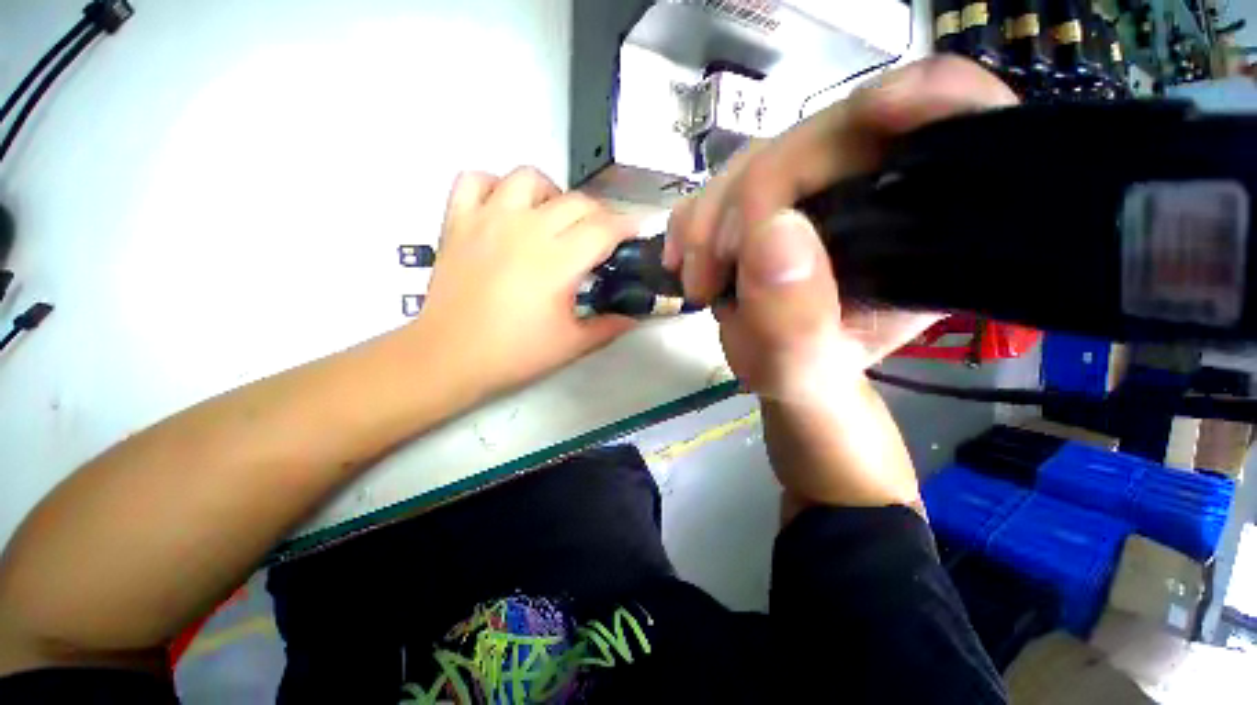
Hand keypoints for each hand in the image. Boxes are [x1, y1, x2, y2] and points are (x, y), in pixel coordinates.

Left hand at [412, 167, 637, 398]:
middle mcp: (526, 229)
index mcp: (557, 261)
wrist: (449, 358)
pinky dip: (495, 187)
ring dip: (551, 195)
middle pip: (576, 201)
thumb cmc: (515, 353)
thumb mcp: (573, 344)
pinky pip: (476, 179)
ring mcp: (488, 219)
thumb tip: (635, 315)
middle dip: (599, 216)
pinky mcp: (458, 221)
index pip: (604, 228)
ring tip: (552, 220)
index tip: (637, 233)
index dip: (628, 227)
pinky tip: (505, 211)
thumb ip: (611, 326)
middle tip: (600, 240)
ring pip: (529, 178)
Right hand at [665, 57, 1017, 404]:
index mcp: (926, 236)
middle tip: (711, 270)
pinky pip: (729, 179)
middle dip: (754, 198)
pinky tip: (685, 256)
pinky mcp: (772, 197)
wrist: (776, 371)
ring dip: (713, 216)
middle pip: (833, 135)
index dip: (934, 99)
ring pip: (767, 155)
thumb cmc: (806, 380)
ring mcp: (819, 188)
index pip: (962, 130)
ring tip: (698, 280)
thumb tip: (771, 235)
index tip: (878, 114)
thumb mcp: (804, 377)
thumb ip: (795, 328)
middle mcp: (880, 195)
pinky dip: (697, 215)